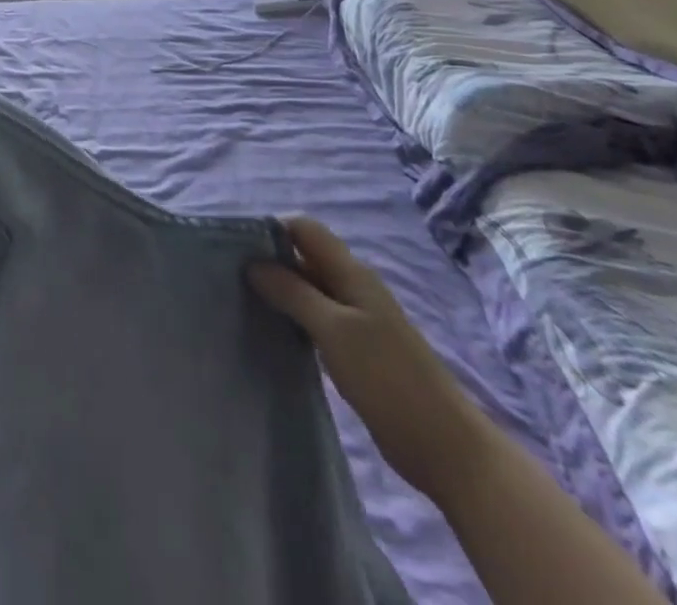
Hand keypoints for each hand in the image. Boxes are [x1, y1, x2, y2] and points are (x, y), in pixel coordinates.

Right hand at [249, 217, 493, 499]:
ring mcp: (355, 319)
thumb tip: (252, 263)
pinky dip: (293, 319)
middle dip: (270, 260)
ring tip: (242, 303)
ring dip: (279, 291)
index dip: (272, 230)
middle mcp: (352, 287)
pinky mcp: (355, 350)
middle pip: (304, 256)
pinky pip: (315, 319)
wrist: (446, 448)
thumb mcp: (335, 330)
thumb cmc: (389, 379)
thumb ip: (293, 292)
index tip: (236, 248)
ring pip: (308, 289)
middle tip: (230, 277)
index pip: (304, 229)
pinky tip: (272, 333)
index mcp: (351, 272)